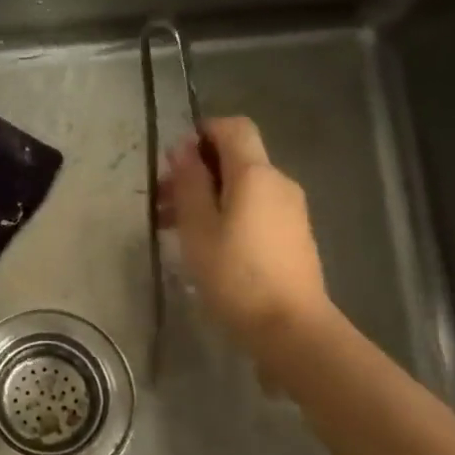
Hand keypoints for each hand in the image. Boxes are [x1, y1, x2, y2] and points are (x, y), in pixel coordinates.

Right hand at [159, 117, 332, 358]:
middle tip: (161, 200)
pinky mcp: (292, 235)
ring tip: (173, 227)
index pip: (233, 128)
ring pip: (243, 186)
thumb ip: (190, 183)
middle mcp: (278, 182)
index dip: (201, 133)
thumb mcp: (198, 228)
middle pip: (236, 158)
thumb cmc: (235, 275)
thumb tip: (183, 149)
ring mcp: (290, 210)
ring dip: (207, 195)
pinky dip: (226, 212)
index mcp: (255, 174)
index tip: (172, 162)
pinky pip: (255, 208)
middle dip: (197, 171)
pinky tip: (205, 243)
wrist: (290, 327)